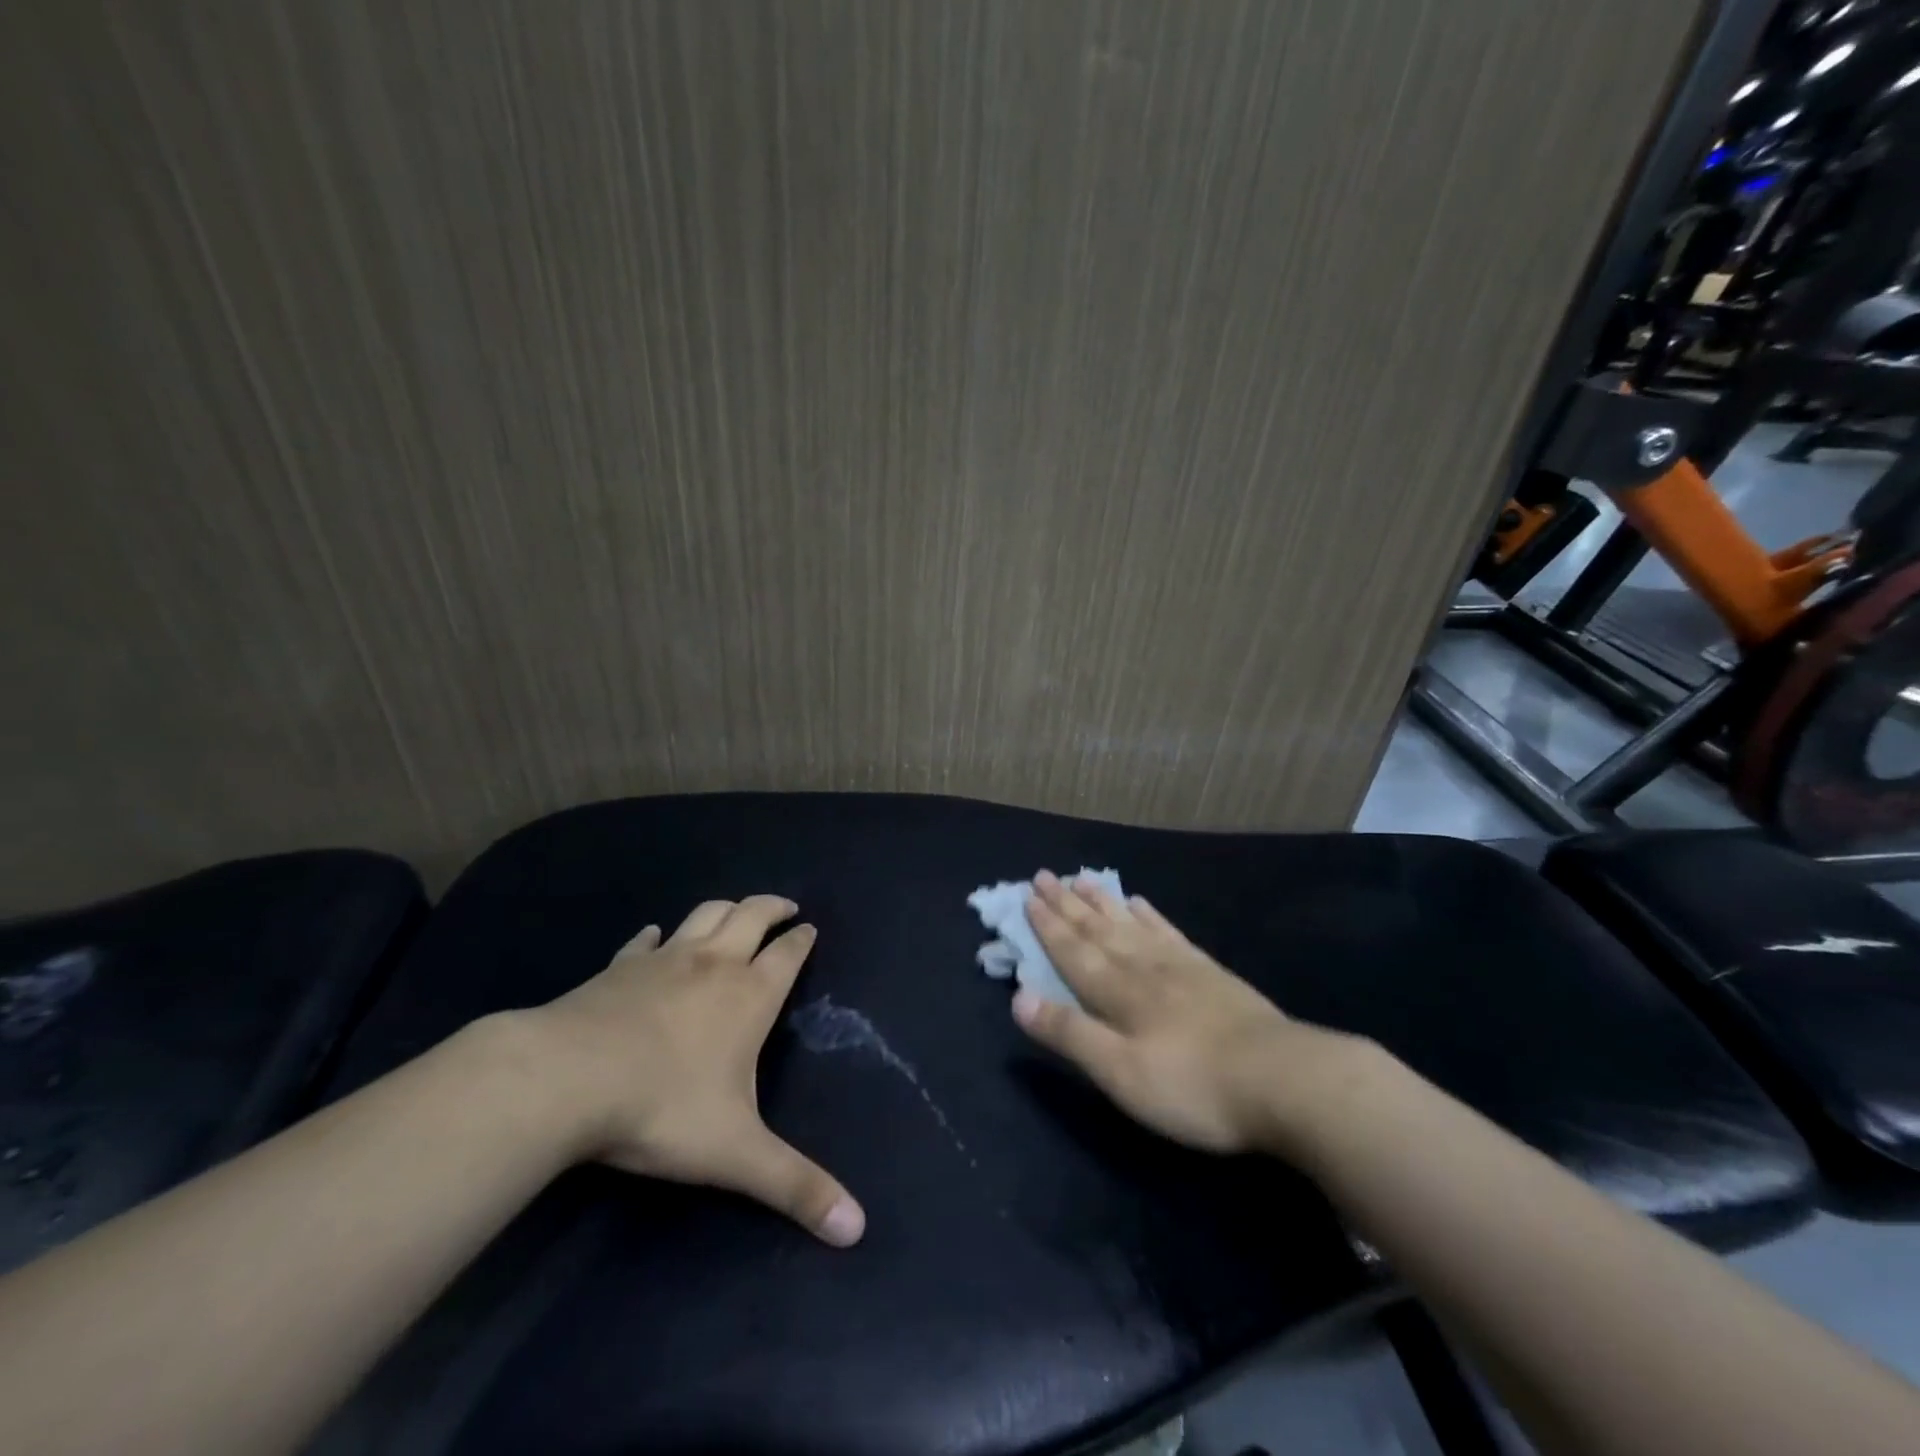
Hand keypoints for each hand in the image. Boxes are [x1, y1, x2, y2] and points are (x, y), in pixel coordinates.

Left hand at [518, 896, 864, 1246]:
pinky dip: (658, 934)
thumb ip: (795, 1187)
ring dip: (726, 907)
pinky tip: (656, 936)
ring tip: (736, 911)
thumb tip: (857, 1229)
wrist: (564, 1080)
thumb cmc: (662, 1108)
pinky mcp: (618, 968)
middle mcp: (713, 965)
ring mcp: (663, 961)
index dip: (802, 940)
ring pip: (705, 915)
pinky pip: (645, 941)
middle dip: (772, 907)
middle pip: (750, 916)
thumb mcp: (736, 1155)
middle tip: (785, 907)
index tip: (811, 929)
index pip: (787, 955)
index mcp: (749, 996)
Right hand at [1012, 871, 1374, 1157]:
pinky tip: (1141, 904)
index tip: (1027, 895)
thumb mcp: (1120, 1072)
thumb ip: (1069, 1033)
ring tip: (1083, 878)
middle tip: (1044, 874)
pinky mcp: (1210, 973)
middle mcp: (1143, 967)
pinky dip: (1149, 916)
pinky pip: (1168, 933)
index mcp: (1117, 992)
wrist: (1284, 1080)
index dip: (1047, 925)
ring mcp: (1180, 966)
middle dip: (1067, 904)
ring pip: (1129, 925)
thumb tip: (1017, 996)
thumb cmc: (1193, 1086)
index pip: (1073, 951)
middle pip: (1097, 930)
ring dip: (1102, 902)